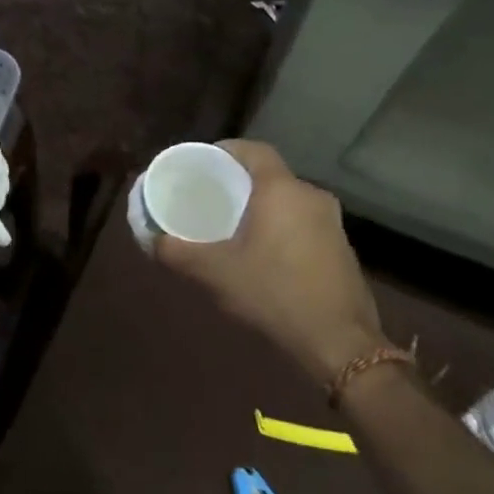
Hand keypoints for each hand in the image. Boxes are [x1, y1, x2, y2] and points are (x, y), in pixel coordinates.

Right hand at [156, 140, 389, 386]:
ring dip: (260, 207)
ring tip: (229, 224)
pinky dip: (278, 226)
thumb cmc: (273, 293)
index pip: (254, 150)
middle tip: (208, 196)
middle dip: (238, 182)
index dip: (226, 150)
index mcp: (282, 191)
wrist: (339, 343)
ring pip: (287, 200)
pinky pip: (301, 222)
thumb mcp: (214, 272)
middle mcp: (311, 197)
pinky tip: (260, 252)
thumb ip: (177, 252)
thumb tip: (152, 240)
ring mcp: (332, 223)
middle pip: (269, 176)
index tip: (202, 163)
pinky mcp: (341, 248)